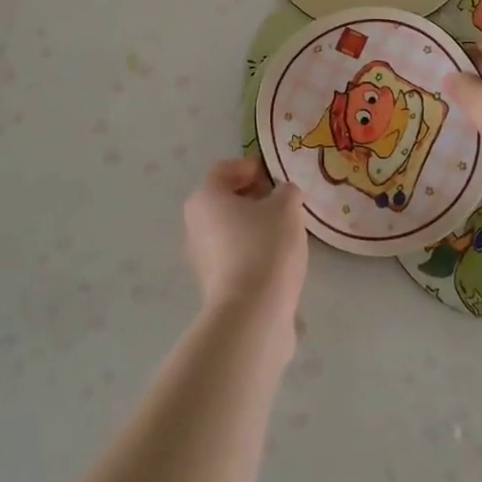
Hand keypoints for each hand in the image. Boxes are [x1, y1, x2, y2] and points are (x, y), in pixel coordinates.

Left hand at [183, 157, 307, 327]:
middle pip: (225, 200)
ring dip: (254, 226)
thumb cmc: (265, 246)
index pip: (225, 169)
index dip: (251, 167)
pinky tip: (277, 260)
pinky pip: (234, 256)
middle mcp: (194, 224)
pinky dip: (252, 252)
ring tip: (285, 233)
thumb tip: (283, 195)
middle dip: (254, 197)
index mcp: (205, 197)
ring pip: (230, 229)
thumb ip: (286, 191)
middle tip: (283, 203)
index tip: (276, 176)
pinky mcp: (212, 285)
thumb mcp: (286, 207)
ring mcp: (200, 257)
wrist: (252, 314)